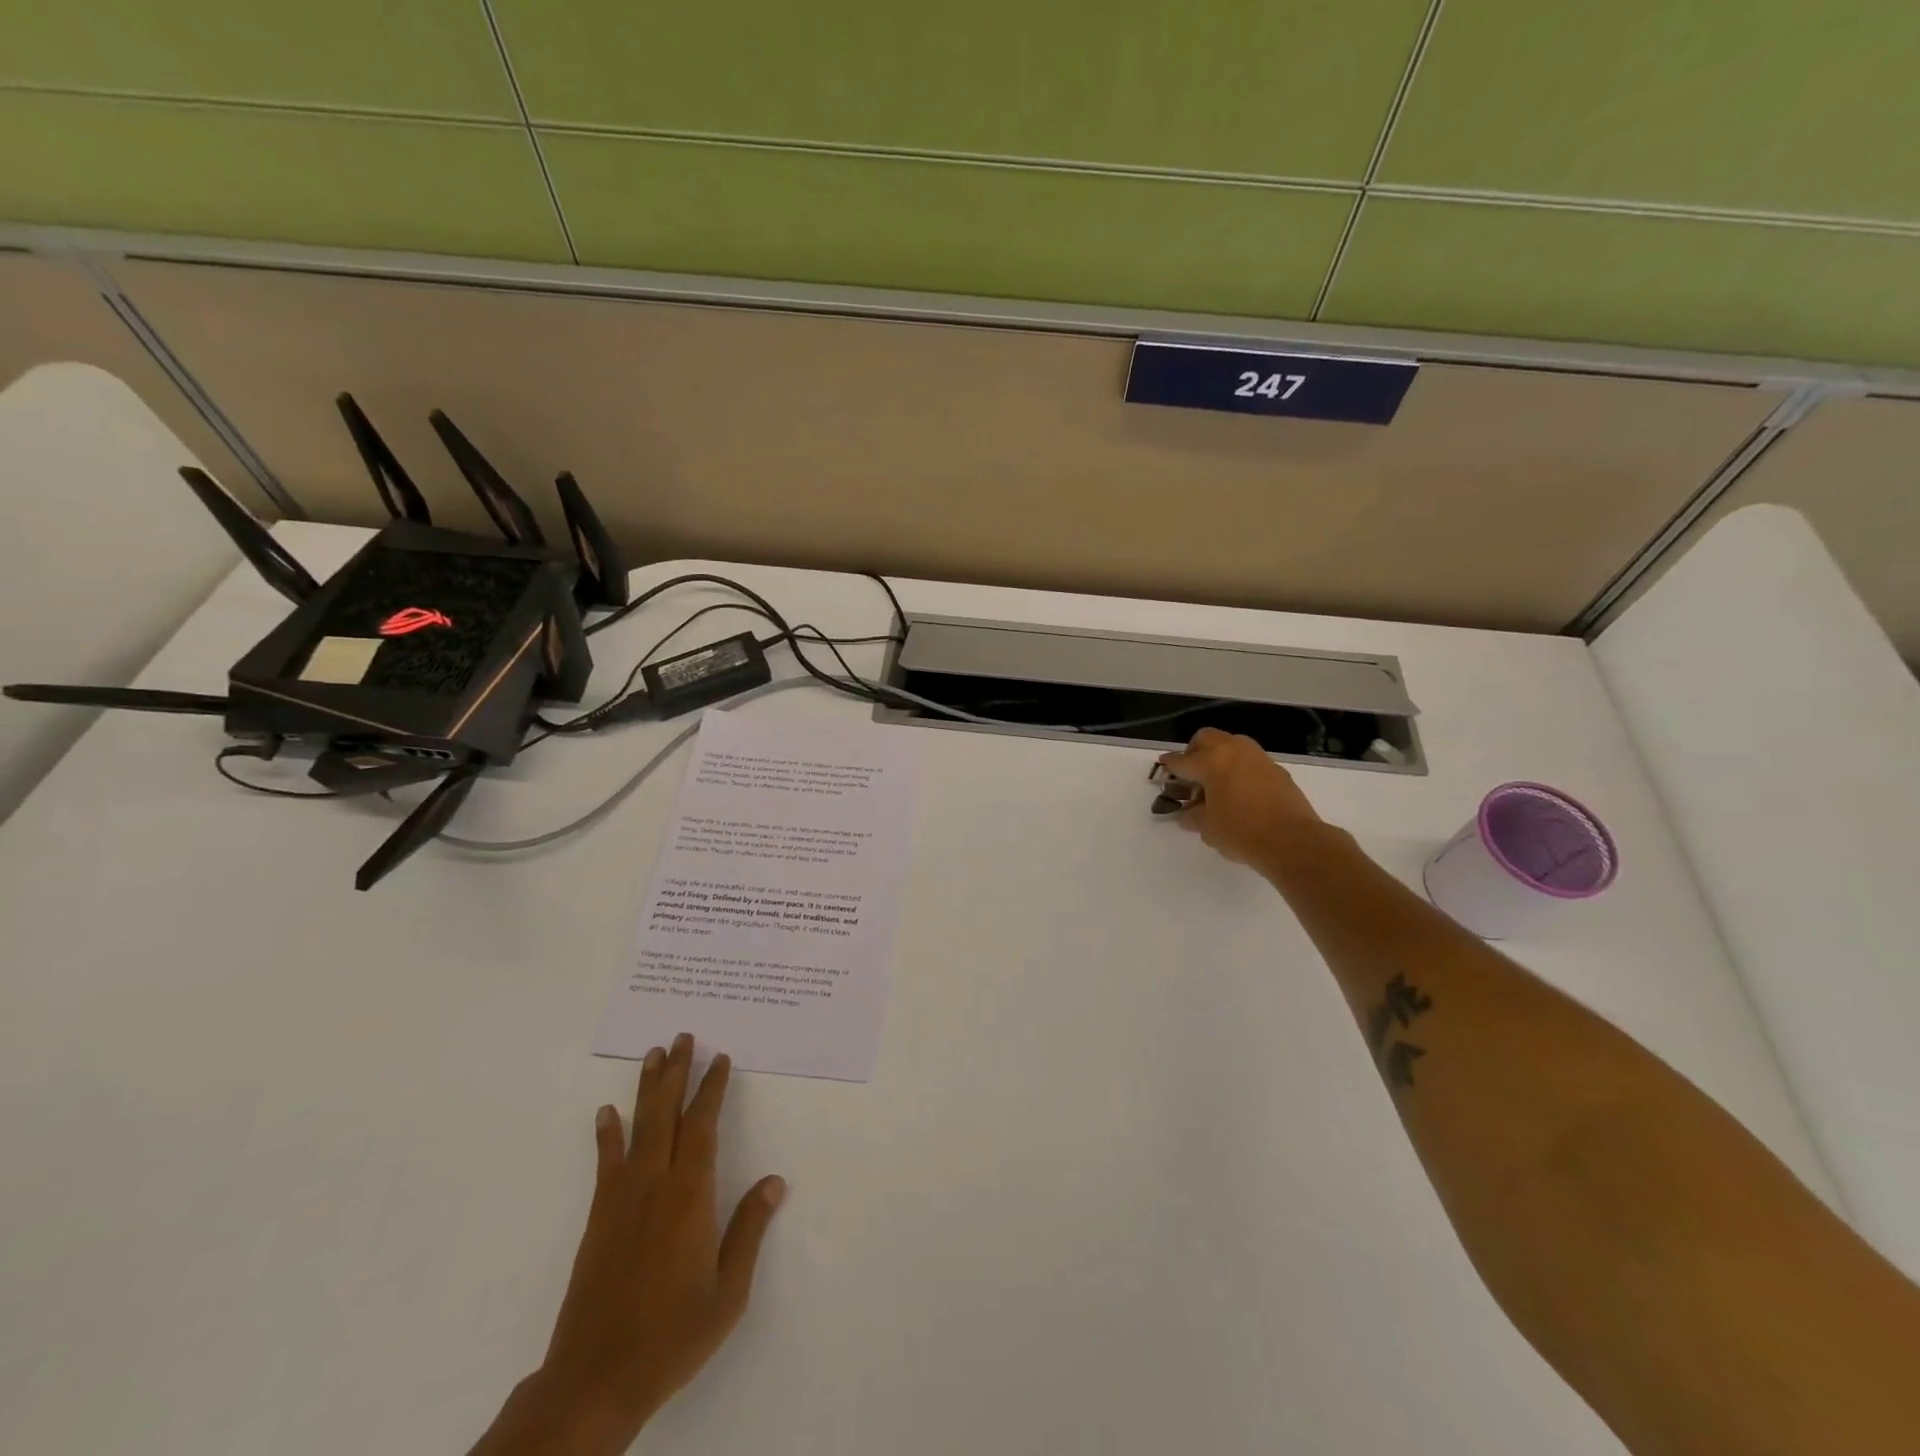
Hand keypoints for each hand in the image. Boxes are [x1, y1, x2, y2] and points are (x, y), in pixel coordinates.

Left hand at [470, 1034, 786, 1454]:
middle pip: (667, 1115)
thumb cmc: (673, 1334)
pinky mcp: (599, 1218)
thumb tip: (775, 1181)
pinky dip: (606, 1135)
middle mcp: (655, 1185)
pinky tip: (606, 1113)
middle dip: (677, 1073)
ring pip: (638, 1129)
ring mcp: (622, 1199)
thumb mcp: (728, 1291)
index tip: (720, 1059)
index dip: (712, 1089)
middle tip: (682, 1037)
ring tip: (652, 1055)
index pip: (703, 1126)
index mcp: (691, 1196)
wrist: (596, 1379)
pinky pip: (605, 1164)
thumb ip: (750, 1230)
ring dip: (647, 1089)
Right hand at [1158, 728, 1324, 868]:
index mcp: (1211, 762)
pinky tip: (1239, 791)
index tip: (1163, 766)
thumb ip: (1193, 816)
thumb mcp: (1208, 828)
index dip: (1170, 765)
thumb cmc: (1241, 832)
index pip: (1182, 761)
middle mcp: (1234, 751)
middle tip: (1191, 772)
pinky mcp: (1277, 770)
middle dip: (1194, 751)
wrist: (1292, 841)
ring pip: (1232, 745)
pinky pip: (1250, 761)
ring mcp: (1258, 758)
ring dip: (1220, 756)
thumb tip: (1188, 813)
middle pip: (1207, 738)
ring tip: (1216, 781)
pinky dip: (1239, 769)